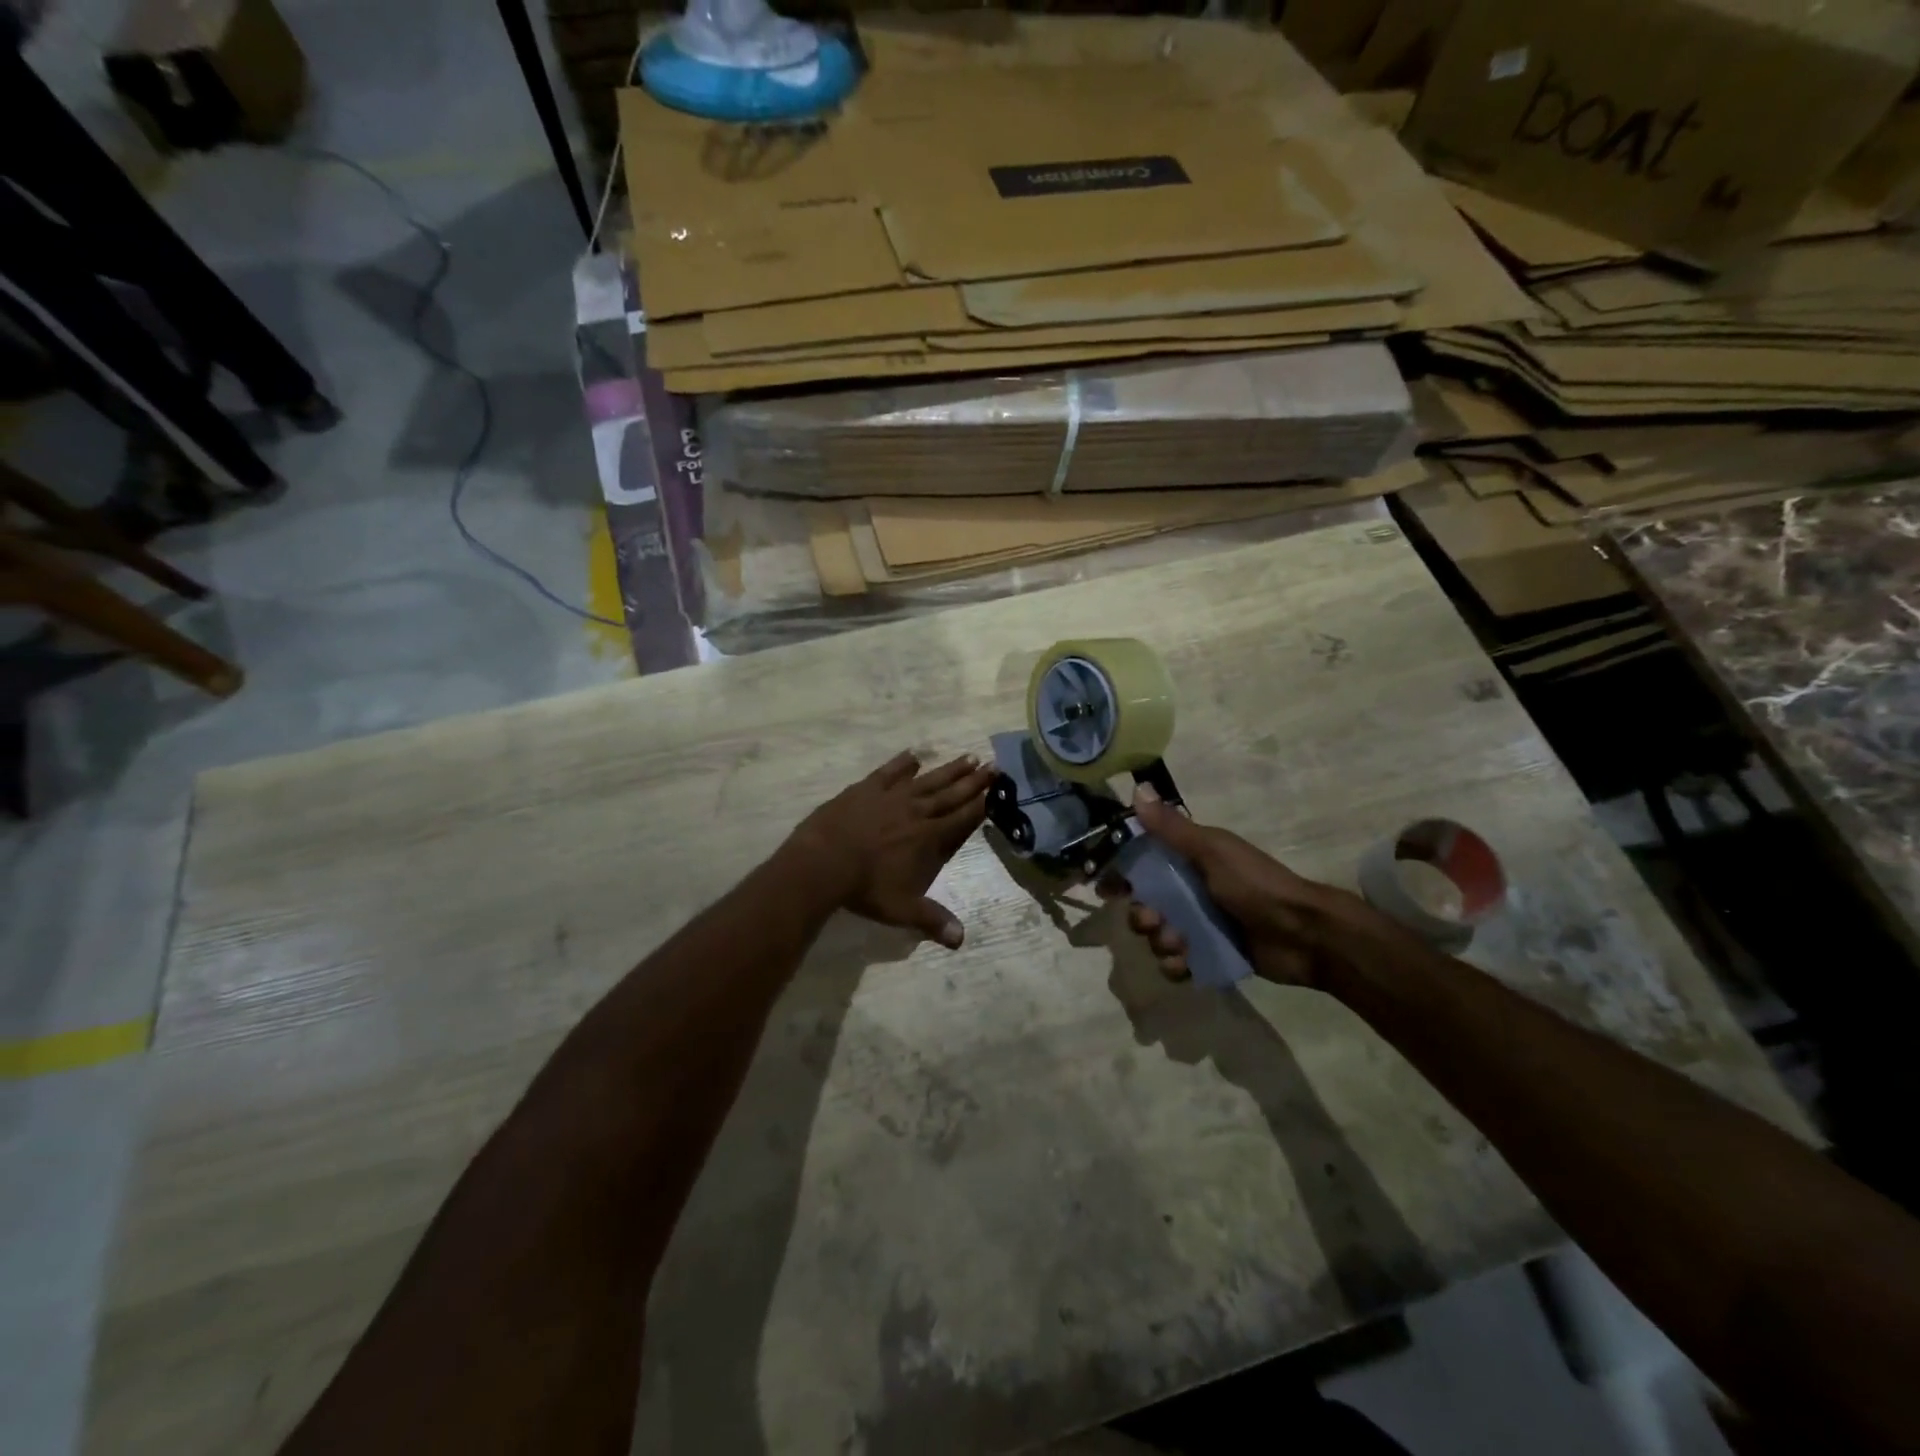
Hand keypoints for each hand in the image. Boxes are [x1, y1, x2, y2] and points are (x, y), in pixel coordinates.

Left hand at [788, 751, 994, 947]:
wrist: (823, 862)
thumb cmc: (864, 888)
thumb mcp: (901, 909)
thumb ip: (932, 920)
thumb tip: (961, 941)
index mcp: (928, 837)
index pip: (962, 818)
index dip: (981, 804)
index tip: (998, 789)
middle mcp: (916, 811)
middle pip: (951, 793)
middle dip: (974, 781)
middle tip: (994, 765)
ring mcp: (891, 796)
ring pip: (927, 779)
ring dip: (948, 769)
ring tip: (968, 757)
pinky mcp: (866, 789)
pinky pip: (889, 772)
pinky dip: (902, 763)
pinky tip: (914, 755)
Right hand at [1101, 785, 1394, 987]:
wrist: (1303, 934)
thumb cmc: (1255, 884)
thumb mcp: (1212, 851)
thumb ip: (1172, 828)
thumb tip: (1138, 789)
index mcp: (1188, 861)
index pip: (1142, 863)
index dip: (1119, 874)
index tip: (1103, 888)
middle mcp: (1189, 891)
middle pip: (1144, 904)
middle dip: (1141, 915)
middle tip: (1153, 920)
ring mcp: (1199, 925)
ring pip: (1157, 936)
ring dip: (1159, 942)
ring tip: (1180, 945)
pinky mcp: (1209, 954)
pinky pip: (1176, 963)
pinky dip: (1175, 965)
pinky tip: (1185, 964)